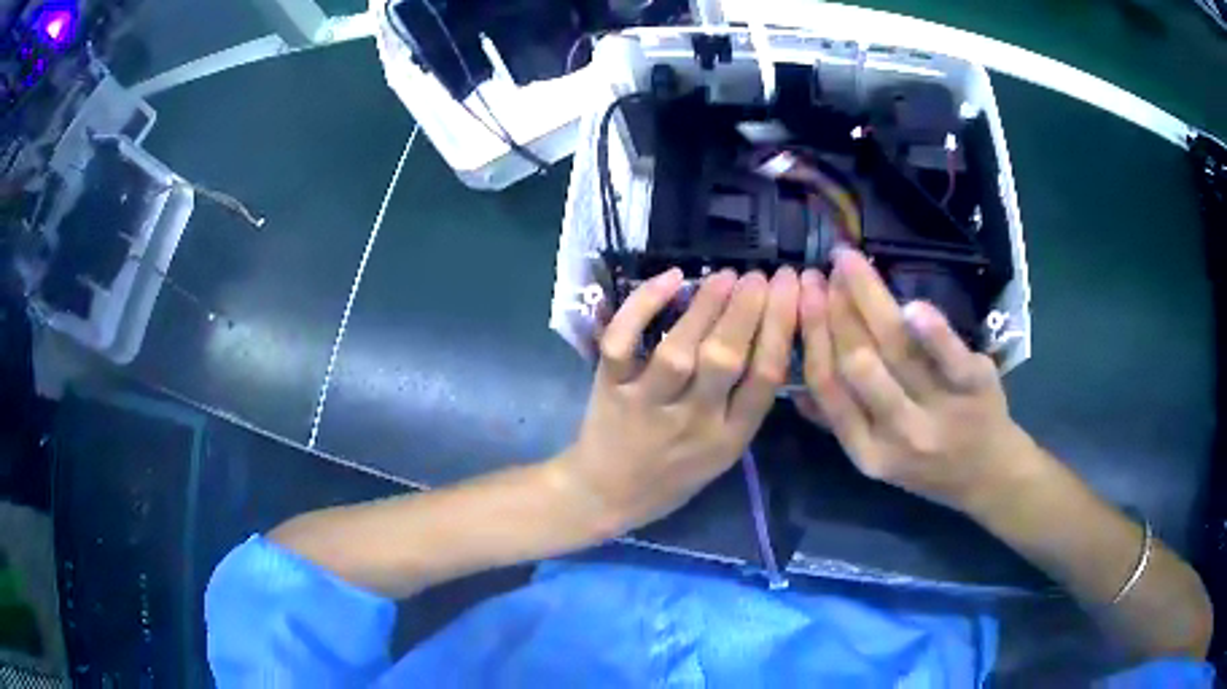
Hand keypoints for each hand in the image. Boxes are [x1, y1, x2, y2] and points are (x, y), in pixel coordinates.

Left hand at [551, 266, 799, 535]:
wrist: (605, 495)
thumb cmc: (672, 476)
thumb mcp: (723, 454)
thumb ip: (744, 406)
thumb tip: (770, 338)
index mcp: (729, 439)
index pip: (765, 378)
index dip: (782, 328)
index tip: (791, 290)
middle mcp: (692, 422)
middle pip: (726, 360)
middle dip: (749, 310)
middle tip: (762, 275)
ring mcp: (647, 405)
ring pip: (679, 351)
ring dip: (706, 307)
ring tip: (726, 276)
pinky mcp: (609, 389)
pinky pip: (622, 343)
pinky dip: (643, 307)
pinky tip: (670, 279)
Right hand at [796, 249, 1031, 510]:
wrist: (989, 475)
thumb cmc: (929, 465)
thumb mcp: (880, 457)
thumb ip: (841, 423)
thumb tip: (795, 390)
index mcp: (867, 451)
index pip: (829, 387)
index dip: (812, 335)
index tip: (803, 293)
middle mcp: (899, 434)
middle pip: (858, 363)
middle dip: (834, 310)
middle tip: (823, 269)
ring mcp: (940, 411)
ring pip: (897, 350)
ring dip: (869, 300)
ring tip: (850, 264)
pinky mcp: (975, 388)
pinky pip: (950, 355)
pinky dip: (931, 330)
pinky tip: (910, 304)